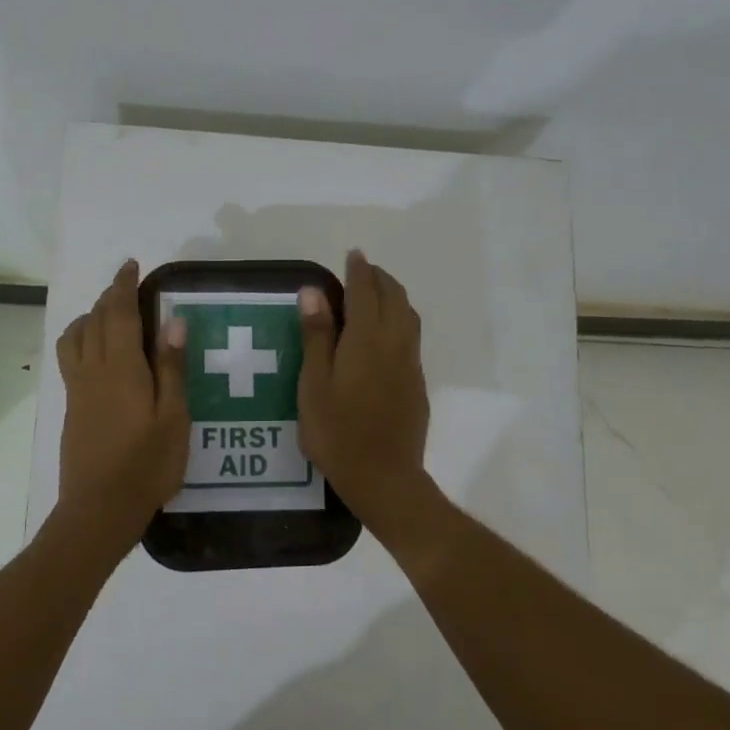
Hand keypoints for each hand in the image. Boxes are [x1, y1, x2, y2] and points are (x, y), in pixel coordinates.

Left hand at [54, 260, 188, 544]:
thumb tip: (173, 321)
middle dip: (108, 297)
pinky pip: (70, 357)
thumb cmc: (147, 464)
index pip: (118, 313)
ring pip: (74, 337)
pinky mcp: (71, 407)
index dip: (123, 286)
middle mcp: (93, 370)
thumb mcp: (173, 417)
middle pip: (93, 320)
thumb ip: (171, 367)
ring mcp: (77, 389)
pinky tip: (96, 354)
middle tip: (126, 286)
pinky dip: (80, 339)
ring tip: (107, 315)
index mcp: (121, 368)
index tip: (131, 265)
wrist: (100, 507)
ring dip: (88, 317)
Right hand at [296, 249, 430, 529]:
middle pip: (393, 298)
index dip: (358, 270)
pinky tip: (386, 334)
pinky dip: (400, 319)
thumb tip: (314, 291)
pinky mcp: (416, 383)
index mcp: (366, 339)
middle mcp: (394, 343)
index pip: (364, 292)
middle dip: (379, 278)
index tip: (354, 254)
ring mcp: (410, 364)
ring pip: (408, 315)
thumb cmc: (337, 432)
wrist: (383, 476)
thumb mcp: (314, 385)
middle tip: (362, 271)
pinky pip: (412, 336)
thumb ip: (317, 336)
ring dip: (394, 296)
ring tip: (376, 294)